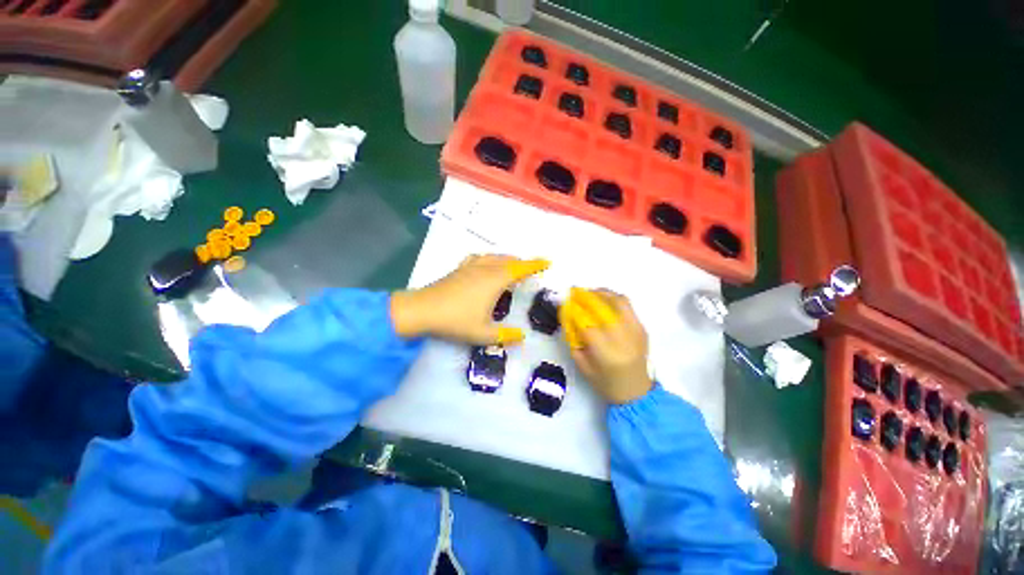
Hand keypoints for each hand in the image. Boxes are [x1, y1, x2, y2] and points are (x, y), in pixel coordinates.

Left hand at [391, 254, 548, 344]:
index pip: (520, 269)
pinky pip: (479, 258)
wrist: (422, 310)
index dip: (535, 265)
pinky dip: (489, 258)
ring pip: (494, 257)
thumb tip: (522, 336)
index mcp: (495, 281)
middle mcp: (485, 269)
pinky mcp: (459, 269)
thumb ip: (505, 335)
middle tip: (532, 269)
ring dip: (507, 259)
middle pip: (508, 260)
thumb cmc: (455, 321)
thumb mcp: (483, 334)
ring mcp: (470, 267)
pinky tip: (486, 264)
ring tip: (513, 265)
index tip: (547, 262)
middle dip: (522, 262)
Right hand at [561, 288, 652, 403]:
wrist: (636, 392)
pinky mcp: (642, 328)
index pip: (587, 324)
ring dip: (601, 293)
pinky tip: (603, 299)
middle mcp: (623, 339)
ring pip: (618, 301)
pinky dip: (613, 298)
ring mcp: (635, 331)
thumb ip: (573, 340)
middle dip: (585, 297)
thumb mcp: (582, 365)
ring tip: (589, 292)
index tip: (565, 303)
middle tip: (574, 292)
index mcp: (606, 354)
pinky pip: (628, 306)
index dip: (574, 311)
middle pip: (603, 308)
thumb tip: (568, 316)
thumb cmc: (604, 382)